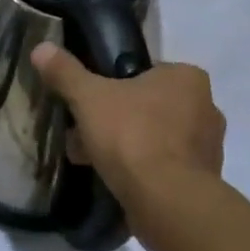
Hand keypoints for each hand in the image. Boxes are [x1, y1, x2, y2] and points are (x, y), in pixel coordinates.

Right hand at [32, 43, 222, 211]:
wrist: (167, 202)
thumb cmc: (132, 137)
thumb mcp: (89, 98)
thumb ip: (66, 72)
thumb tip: (41, 48)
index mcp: (187, 77)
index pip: (145, 72)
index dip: (113, 86)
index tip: (90, 104)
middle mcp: (206, 107)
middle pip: (148, 106)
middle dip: (115, 120)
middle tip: (84, 134)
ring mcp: (208, 146)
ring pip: (155, 137)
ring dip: (126, 146)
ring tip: (92, 161)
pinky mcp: (203, 180)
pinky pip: (165, 166)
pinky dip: (142, 170)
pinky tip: (115, 181)